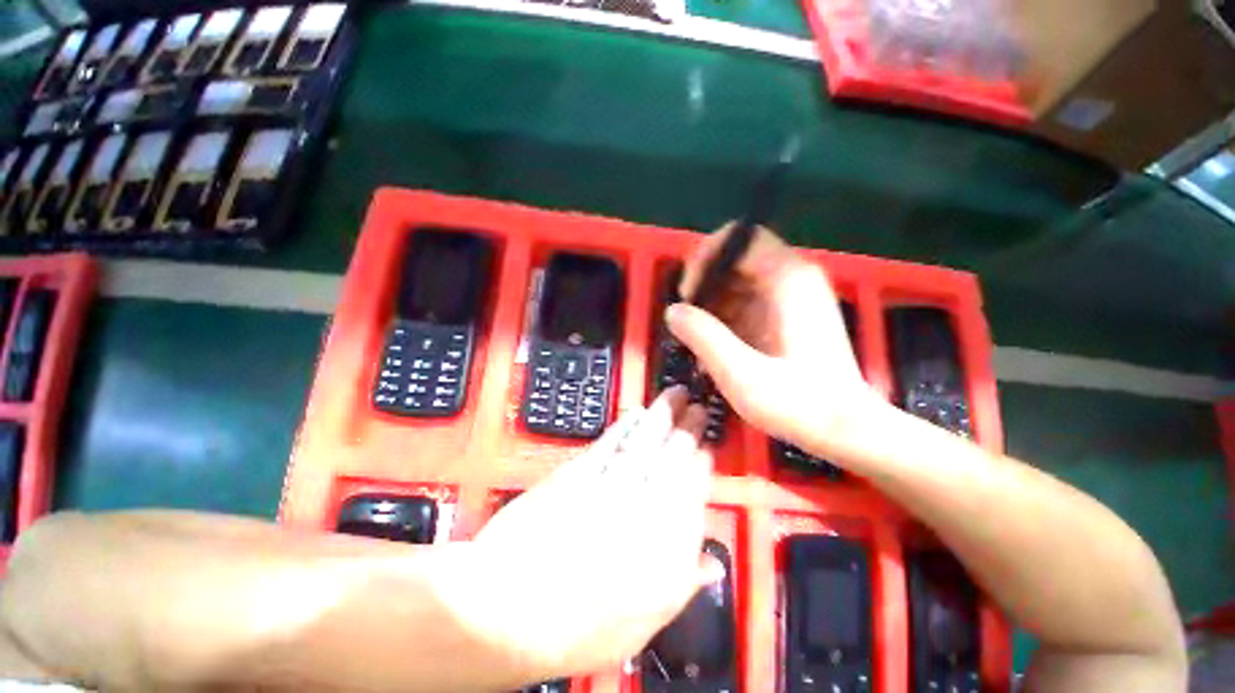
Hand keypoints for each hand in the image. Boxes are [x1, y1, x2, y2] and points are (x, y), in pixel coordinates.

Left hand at [437, 388, 716, 681]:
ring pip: (645, 441)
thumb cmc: (584, 627)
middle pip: (673, 454)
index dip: (703, 460)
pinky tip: (635, 413)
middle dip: (688, 426)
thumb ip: (684, 583)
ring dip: (661, 414)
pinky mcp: (578, 472)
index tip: (708, 442)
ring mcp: (611, 483)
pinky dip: (623, 425)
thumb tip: (713, 563)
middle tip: (696, 404)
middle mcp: (646, 503)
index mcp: (668, 542)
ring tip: (674, 394)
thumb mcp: (645, 621)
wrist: (513, 610)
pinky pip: (608, 443)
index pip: (694, 486)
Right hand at [667, 224, 880, 458]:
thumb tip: (673, 311)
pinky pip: (748, 303)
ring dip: (713, 307)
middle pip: (737, 260)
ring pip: (739, 283)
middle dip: (706, 288)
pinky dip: (727, 320)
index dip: (705, 258)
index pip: (740, 238)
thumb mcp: (741, 374)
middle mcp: (794, 279)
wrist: (846, 430)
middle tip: (689, 323)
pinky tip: (718, 350)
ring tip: (701, 343)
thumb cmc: (799, 404)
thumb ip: (703, 337)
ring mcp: (793, 297)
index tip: (688, 294)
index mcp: (788, 280)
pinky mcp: (789, 316)